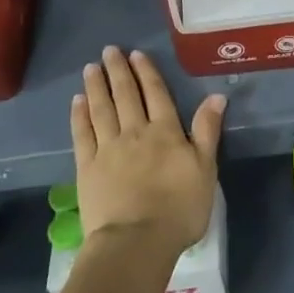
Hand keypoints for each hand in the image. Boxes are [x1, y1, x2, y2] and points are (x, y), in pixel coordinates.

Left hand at [70, 47, 225, 255]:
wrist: (136, 242)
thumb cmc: (179, 209)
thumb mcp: (206, 169)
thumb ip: (208, 131)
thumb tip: (217, 96)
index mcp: (166, 132)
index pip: (156, 94)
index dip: (146, 72)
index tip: (136, 54)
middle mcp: (135, 132)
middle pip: (125, 95)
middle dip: (118, 71)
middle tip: (109, 50)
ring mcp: (108, 149)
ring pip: (101, 109)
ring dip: (96, 86)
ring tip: (91, 67)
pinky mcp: (87, 168)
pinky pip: (82, 134)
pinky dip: (79, 115)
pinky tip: (77, 102)